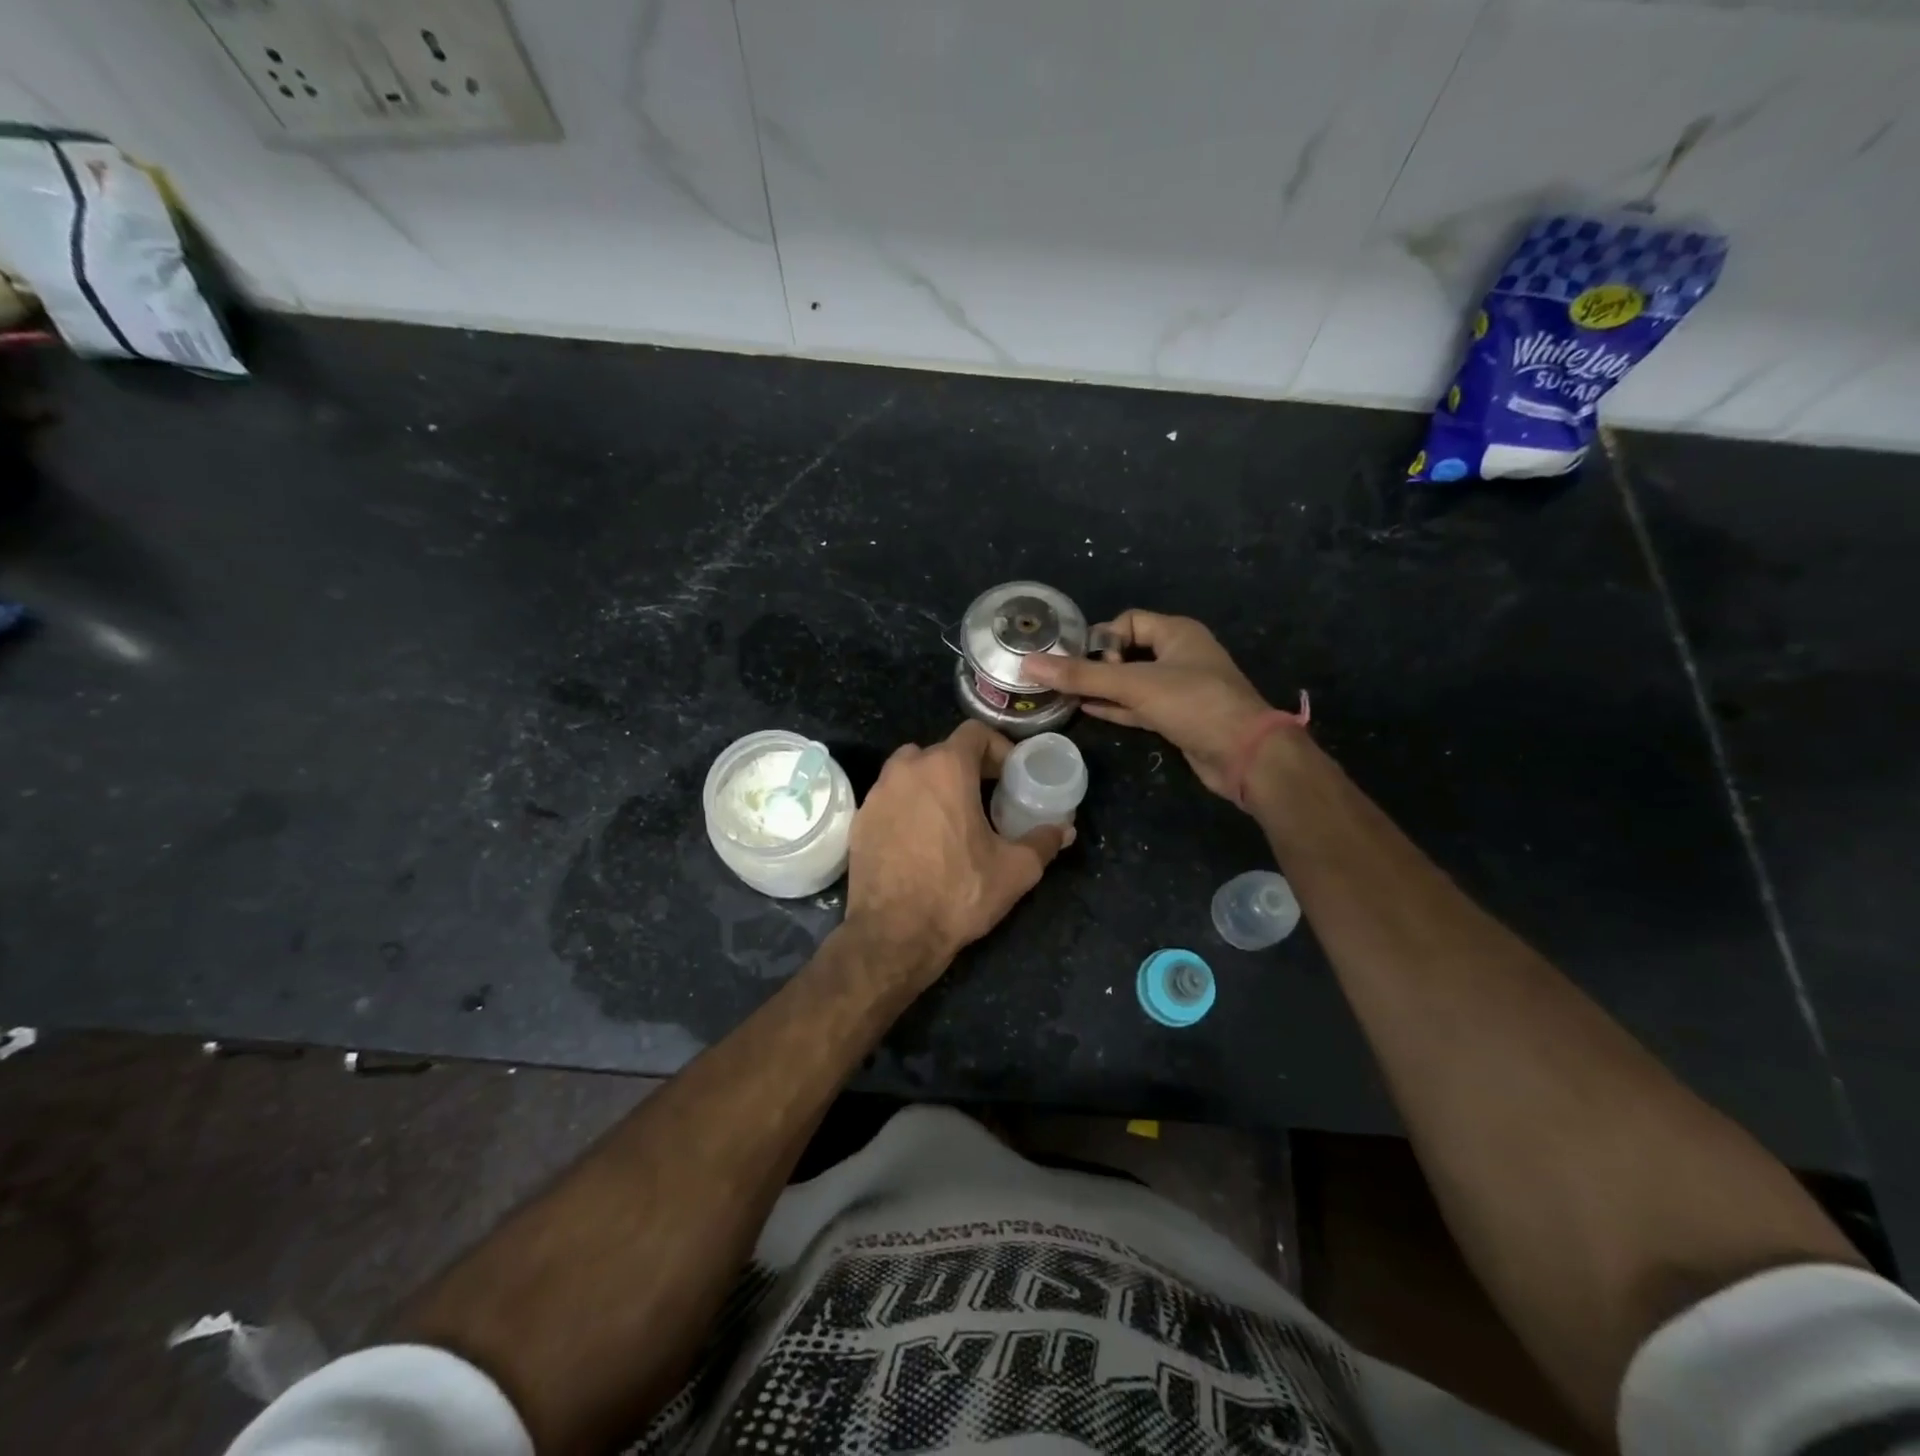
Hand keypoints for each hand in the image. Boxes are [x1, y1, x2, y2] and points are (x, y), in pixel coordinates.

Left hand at [845, 720, 1072, 983]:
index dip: (998, 748)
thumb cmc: (958, 893)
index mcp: (945, 768)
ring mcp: (877, 793)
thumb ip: (1043, 842)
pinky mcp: (860, 819)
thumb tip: (1064, 829)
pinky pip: (891, 798)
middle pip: (943, 751)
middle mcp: (906, 769)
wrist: (893, 935)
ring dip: (934, 783)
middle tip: (987, 797)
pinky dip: (909, 805)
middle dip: (967, 768)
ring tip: (953, 816)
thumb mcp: (1015, 870)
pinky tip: (922, 839)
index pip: (974, 733)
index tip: (1010, 776)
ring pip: (912, 772)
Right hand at [1022, 609, 1270, 799]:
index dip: (1103, 637)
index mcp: (1177, 633)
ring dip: (1103, 687)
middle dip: (1097, 663)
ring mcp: (1179, 689)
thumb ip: (1082, 676)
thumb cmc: (1193, 704)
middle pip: (1128, 651)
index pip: (1129, 621)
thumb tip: (1028, 664)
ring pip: (1132, 682)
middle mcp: (1179, 655)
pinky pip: (1138, 706)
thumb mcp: (1134, 685)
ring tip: (1066, 694)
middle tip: (1067, 679)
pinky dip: (1115, 707)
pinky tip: (1087, 709)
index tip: (1081, 660)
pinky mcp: (1177, 718)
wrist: (1245, 754)